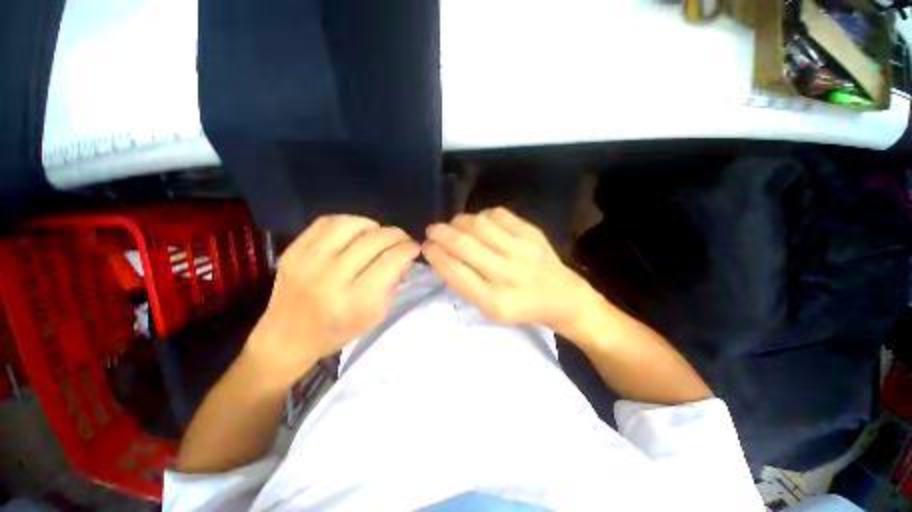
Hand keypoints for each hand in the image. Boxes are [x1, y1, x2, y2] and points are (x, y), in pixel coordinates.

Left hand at [246, 215, 419, 387]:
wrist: (286, 338)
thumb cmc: (337, 331)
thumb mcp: (375, 316)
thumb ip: (392, 283)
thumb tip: (404, 255)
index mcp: (355, 301)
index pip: (391, 261)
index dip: (408, 248)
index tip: (414, 247)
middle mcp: (331, 279)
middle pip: (374, 241)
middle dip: (396, 235)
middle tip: (402, 239)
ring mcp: (307, 262)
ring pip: (350, 225)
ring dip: (373, 225)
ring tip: (378, 233)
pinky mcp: (292, 251)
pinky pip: (326, 222)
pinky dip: (349, 221)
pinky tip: (356, 231)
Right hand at [422, 207, 599, 334]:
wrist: (563, 297)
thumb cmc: (521, 307)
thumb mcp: (490, 310)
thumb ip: (465, 284)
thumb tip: (442, 255)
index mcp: (494, 301)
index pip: (455, 272)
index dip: (436, 255)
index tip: (425, 246)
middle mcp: (507, 274)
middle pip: (463, 244)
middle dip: (440, 234)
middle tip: (432, 230)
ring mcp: (522, 250)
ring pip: (478, 225)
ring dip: (458, 222)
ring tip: (452, 225)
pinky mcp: (532, 233)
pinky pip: (498, 214)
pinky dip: (481, 216)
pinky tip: (479, 223)